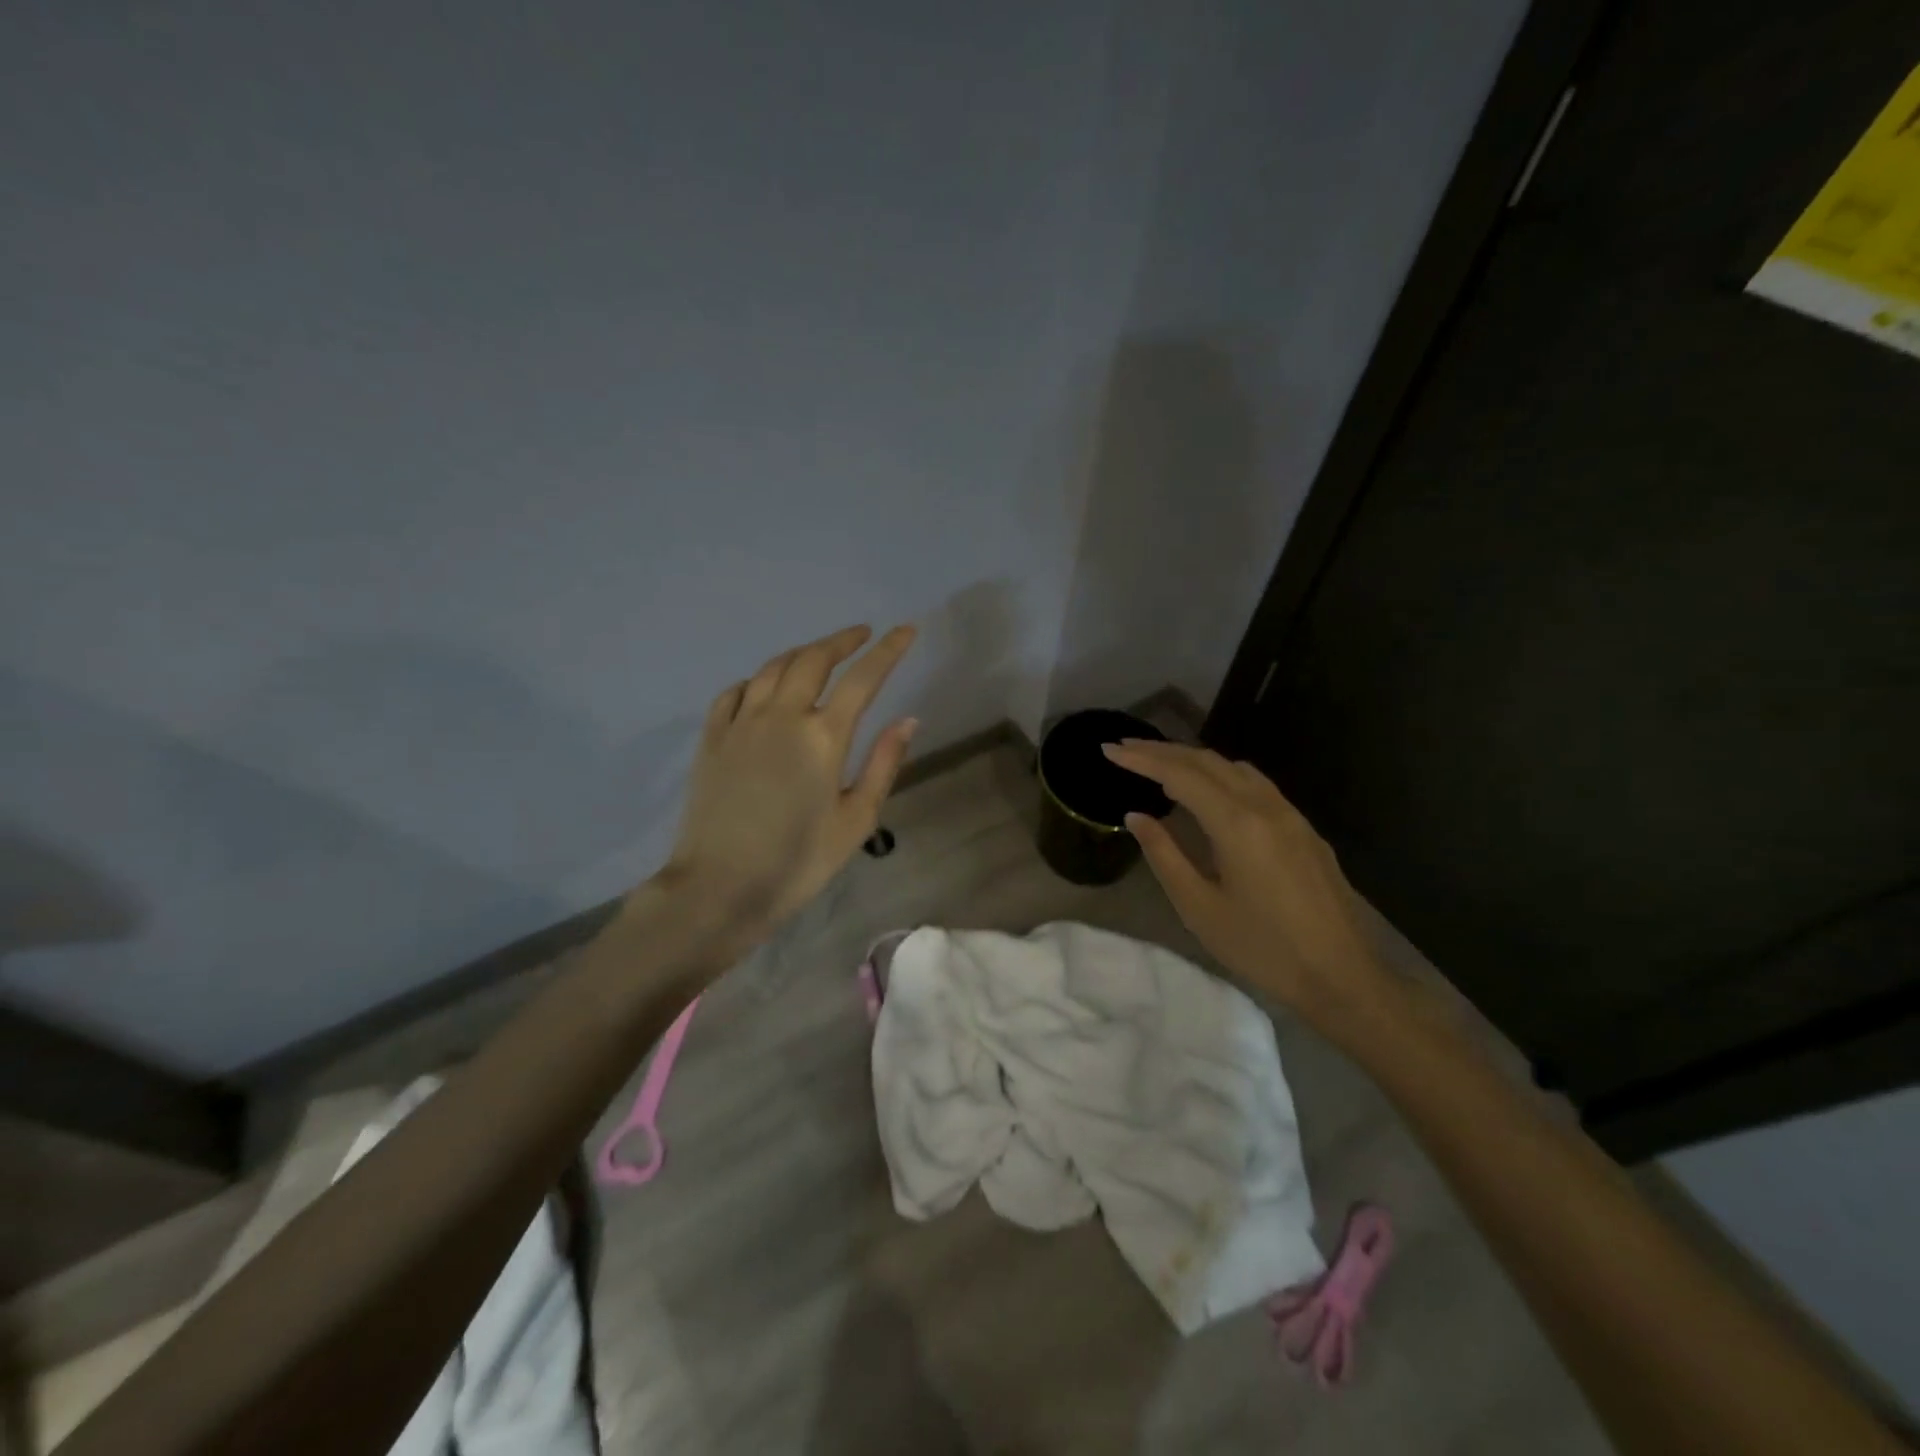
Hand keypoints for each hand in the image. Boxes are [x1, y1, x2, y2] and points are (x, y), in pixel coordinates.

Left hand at [659, 624, 917, 939]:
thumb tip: (908, 719)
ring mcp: (741, 723)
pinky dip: (757, 680)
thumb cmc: (797, 862)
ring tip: (819, 654)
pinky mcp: (712, 738)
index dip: (888, 650)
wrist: (719, 888)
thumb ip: (883, 764)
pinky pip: (735, 691)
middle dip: (842, 640)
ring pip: (773, 668)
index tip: (905, 629)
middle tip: (861, 635)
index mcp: (823, 737)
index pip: (864, 678)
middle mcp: (782, 716)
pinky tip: (764, 687)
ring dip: (802, 653)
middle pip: (814, 659)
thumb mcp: (856, 821)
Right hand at [1101, 739, 1402, 1040]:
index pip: (1180, 775)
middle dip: (1163, 750)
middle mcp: (1265, 806)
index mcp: (1237, 824)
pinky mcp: (1303, 829)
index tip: (1109, 749)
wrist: (1343, 977)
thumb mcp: (1200, 908)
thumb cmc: (1263, 949)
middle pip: (1208, 761)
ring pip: (1235, 768)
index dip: (1142, 759)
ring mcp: (1290, 815)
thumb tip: (1136, 817)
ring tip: (1161, 763)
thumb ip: (1165, 856)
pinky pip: (1256, 783)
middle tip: (1126, 747)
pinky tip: (1210, 789)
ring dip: (1194, 759)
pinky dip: (1222, 774)